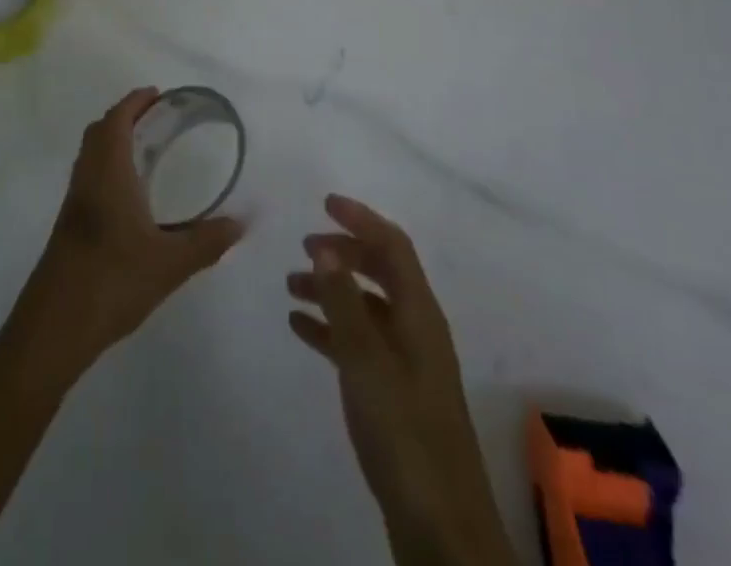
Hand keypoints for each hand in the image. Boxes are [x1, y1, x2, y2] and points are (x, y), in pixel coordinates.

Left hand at [8, 88, 243, 384]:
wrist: (54, 327)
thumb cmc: (112, 281)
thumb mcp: (170, 264)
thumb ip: (208, 241)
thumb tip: (242, 223)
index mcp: (108, 174)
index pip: (116, 120)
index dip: (134, 102)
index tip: (158, 95)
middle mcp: (87, 179)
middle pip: (100, 131)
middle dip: (126, 116)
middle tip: (157, 118)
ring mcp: (74, 203)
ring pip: (91, 155)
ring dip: (114, 141)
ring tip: (147, 150)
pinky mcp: (68, 225)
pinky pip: (89, 177)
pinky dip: (108, 167)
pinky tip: (130, 195)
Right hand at [288, 196, 512, 565]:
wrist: (439, 527)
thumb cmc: (405, 433)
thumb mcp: (367, 363)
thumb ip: (344, 303)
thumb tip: (325, 247)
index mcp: (420, 314)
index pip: (394, 246)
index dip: (362, 219)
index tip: (325, 203)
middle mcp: (417, 329)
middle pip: (381, 272)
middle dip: (345, 252)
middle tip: (304, 246)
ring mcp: (407, 363)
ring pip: (366, 307)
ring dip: (332, 290)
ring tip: (291, 287)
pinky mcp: (394, 393)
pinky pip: (358, 343)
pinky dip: (331, 328)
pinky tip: (300, 328)